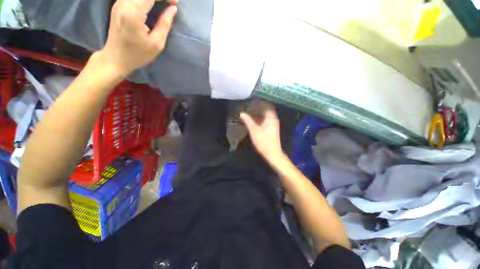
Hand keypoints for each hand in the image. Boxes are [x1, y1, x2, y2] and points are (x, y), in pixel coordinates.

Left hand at [99, 0, 177, 76]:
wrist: (115, 58)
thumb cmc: (138, 54)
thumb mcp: (156, 44)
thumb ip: (164, 24)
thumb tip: (173, 9)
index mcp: (133, 13)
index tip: (175, 4)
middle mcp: (124, 3)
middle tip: (171, 3)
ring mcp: (119, 2)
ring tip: (162, 3)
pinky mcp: (118, 4)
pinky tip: (152, 3)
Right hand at [240, 100, 283, 159]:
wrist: (272, 154)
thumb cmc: (263, 142)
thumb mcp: (254, 131)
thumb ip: (248, 121)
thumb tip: (242, 113)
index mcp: (271, 118)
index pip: (267, 105)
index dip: (260, 101)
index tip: (252, 100)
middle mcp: (273, 119)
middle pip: (266, 109)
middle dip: (258, 107)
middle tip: (249, 105)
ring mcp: (273, 124)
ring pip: (266, 115)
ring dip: (258, 112)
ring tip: (249, 111)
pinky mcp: (271, 128)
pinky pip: (265, 120)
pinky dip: (260, 118)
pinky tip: (253, 119)